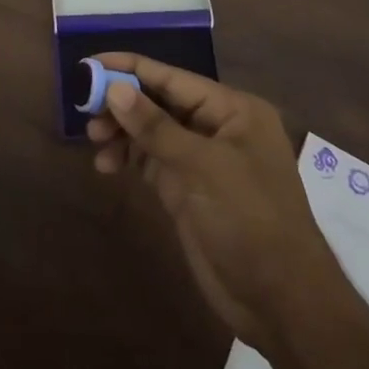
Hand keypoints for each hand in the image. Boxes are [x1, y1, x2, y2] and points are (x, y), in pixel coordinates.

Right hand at [88, 54, 334, 352]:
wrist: (282, 303)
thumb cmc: (250, 220)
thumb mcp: (203, 168)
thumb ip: (155, 127)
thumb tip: (113, 89)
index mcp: (232, 110)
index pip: (173, 78)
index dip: (130, 69)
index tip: (88, 65)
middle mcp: (217, 128)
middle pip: (159, 102)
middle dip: (122, 104)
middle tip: (85, 110)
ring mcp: (202, 161)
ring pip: (152, 131)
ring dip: (122, 132)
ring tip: (94, 141)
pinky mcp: (189, 190)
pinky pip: (151, 161)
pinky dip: (128, 158)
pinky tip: (106, 165)